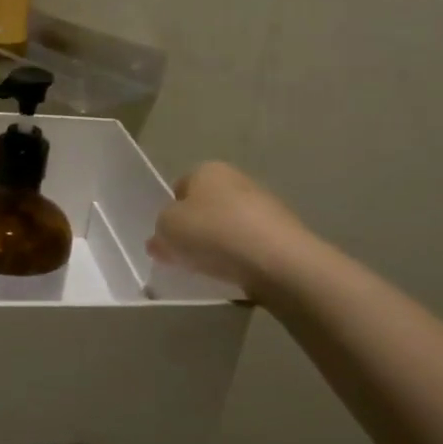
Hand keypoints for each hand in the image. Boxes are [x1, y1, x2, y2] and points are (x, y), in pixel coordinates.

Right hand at [148, 162, 311, 303]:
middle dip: (195, 229)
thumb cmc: (213, 233)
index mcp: (207, 170)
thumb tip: (161, 240)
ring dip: (218, 244)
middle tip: (184, 255)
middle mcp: (237, 179)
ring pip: (229, 225)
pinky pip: (250, 244)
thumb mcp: (167, 230)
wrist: (277, 260)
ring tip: (210, 269)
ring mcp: (265, 204)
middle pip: (205, 206)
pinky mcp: (283, 232)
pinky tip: (235, 273)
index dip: (170, 212)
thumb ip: (159, 233)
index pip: (179, 188)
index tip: (167, 237)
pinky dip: (240, 257)